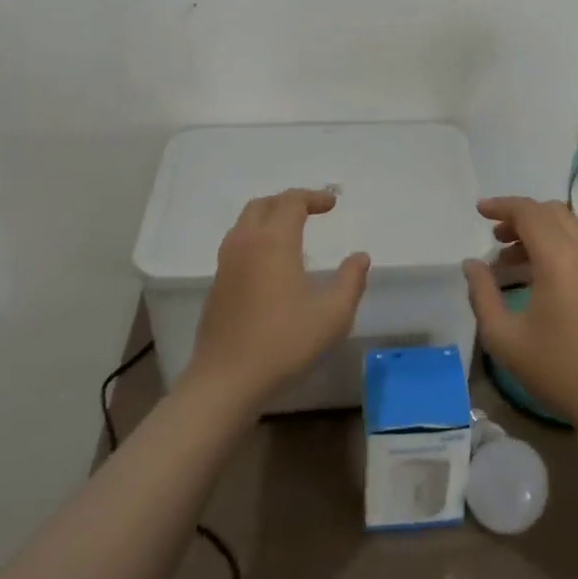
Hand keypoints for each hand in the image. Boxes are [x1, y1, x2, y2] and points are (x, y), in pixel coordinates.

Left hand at [186, 189, 369, 407]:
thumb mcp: (332, 315)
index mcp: (274, 241)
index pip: (291, 201)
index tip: (332, 204)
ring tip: (291, 231)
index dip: (313, 197)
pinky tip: (270, 262)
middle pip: (263, 204)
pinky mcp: (217, 284)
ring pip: (245, 222)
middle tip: (312, 212)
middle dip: (289, 201)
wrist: (226, 381)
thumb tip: (360, 257)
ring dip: (269, 216)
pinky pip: (237, 243)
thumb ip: (351, 281)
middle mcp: (246, 243)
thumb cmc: (284, 343)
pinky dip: (256, 237)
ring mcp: (226, 263)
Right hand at [463, 196, 577, 427]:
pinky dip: (553, 242)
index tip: (479, 211)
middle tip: (493, 235)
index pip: (528, 212)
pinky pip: (577, 241)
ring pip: (565, 223)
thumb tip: (472, 263)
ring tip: (507, 257)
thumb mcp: (504, 337)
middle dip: (518, 215)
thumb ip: (482, 293)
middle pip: (549, 211)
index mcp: (558, 258)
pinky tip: (533, 271)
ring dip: (536, 228)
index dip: (502, 206)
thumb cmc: (556, 367)